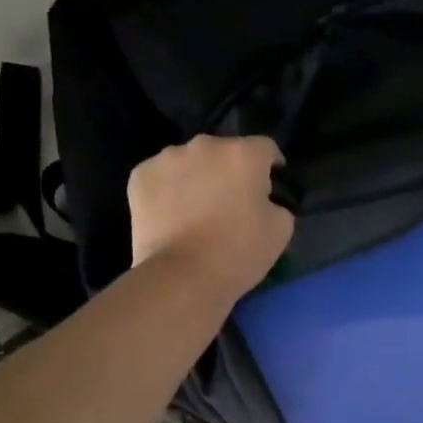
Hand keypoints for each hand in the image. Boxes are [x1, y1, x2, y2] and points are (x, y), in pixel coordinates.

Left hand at [126, 136, 293, 298]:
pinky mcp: (140, 176)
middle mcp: (205, 145)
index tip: (271, 185)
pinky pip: (163, 176)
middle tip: (232, 201)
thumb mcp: (281, 229)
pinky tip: (173, 214)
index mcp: (244, 154)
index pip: (266, 148)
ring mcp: (167, 158)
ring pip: (191, 161)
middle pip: (225, 151)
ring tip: (198, 208)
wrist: (182, 276)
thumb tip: (263, 200)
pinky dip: (169, 189)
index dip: (271, 165)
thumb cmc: (239, 252)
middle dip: (231, 170)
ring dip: (199, 176)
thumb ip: (276, 203)